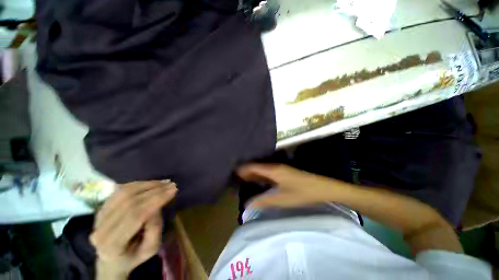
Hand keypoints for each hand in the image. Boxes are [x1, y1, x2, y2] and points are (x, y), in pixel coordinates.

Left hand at [90, 180, 176, 277]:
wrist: (112, 259)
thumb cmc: (134, 255)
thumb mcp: (151, 248)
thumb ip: (155, 228)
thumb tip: (157, 205)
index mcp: (112, 244)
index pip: (135, 215)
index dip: (156, 199)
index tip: (173, 190)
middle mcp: (100, 229)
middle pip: (129, 201)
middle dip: (154, 190)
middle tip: (171, 184)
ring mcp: (98, 217)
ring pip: (123, 193)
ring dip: (146, 184)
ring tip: (163, 182)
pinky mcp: (100, 208)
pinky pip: (119, 191)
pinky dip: (137, 184)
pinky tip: (151, 183)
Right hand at [237, 164, 336, 208]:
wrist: (323, 188)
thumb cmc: (302, 193)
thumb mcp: (282, 199)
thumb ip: (263, 201)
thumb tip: (247, 204)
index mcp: (273, 170)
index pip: (253, 166)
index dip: (243, 169)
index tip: (233, 173)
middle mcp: (275, 167)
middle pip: (257, 167)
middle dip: (246, 171)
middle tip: (236, 178)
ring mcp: (280, 169)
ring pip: (262, 170)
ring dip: (253, 174)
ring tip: (243, 180)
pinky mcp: (284, 173)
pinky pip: (268, 173)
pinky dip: (261, 177)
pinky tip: (259, 182)